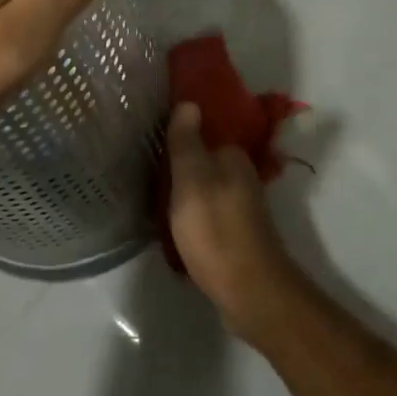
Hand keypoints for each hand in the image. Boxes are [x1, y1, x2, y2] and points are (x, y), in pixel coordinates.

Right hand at [166, 101, 312, 345]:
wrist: (250, 294)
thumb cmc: (216, 231)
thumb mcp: (192, 181)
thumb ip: (187, 142)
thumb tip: (189, 102)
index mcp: (233, 158)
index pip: (204, 131)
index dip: (179, 130)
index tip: (152, 133)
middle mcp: (241, 177)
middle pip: (203, 159)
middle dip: (179, 159)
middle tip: (145, 161)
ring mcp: (239, 206)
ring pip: (204, 185)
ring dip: (183, 186)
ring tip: (152, 188)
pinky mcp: (234, 232)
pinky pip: (206, 209)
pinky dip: (189, 209)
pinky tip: (170, 217)